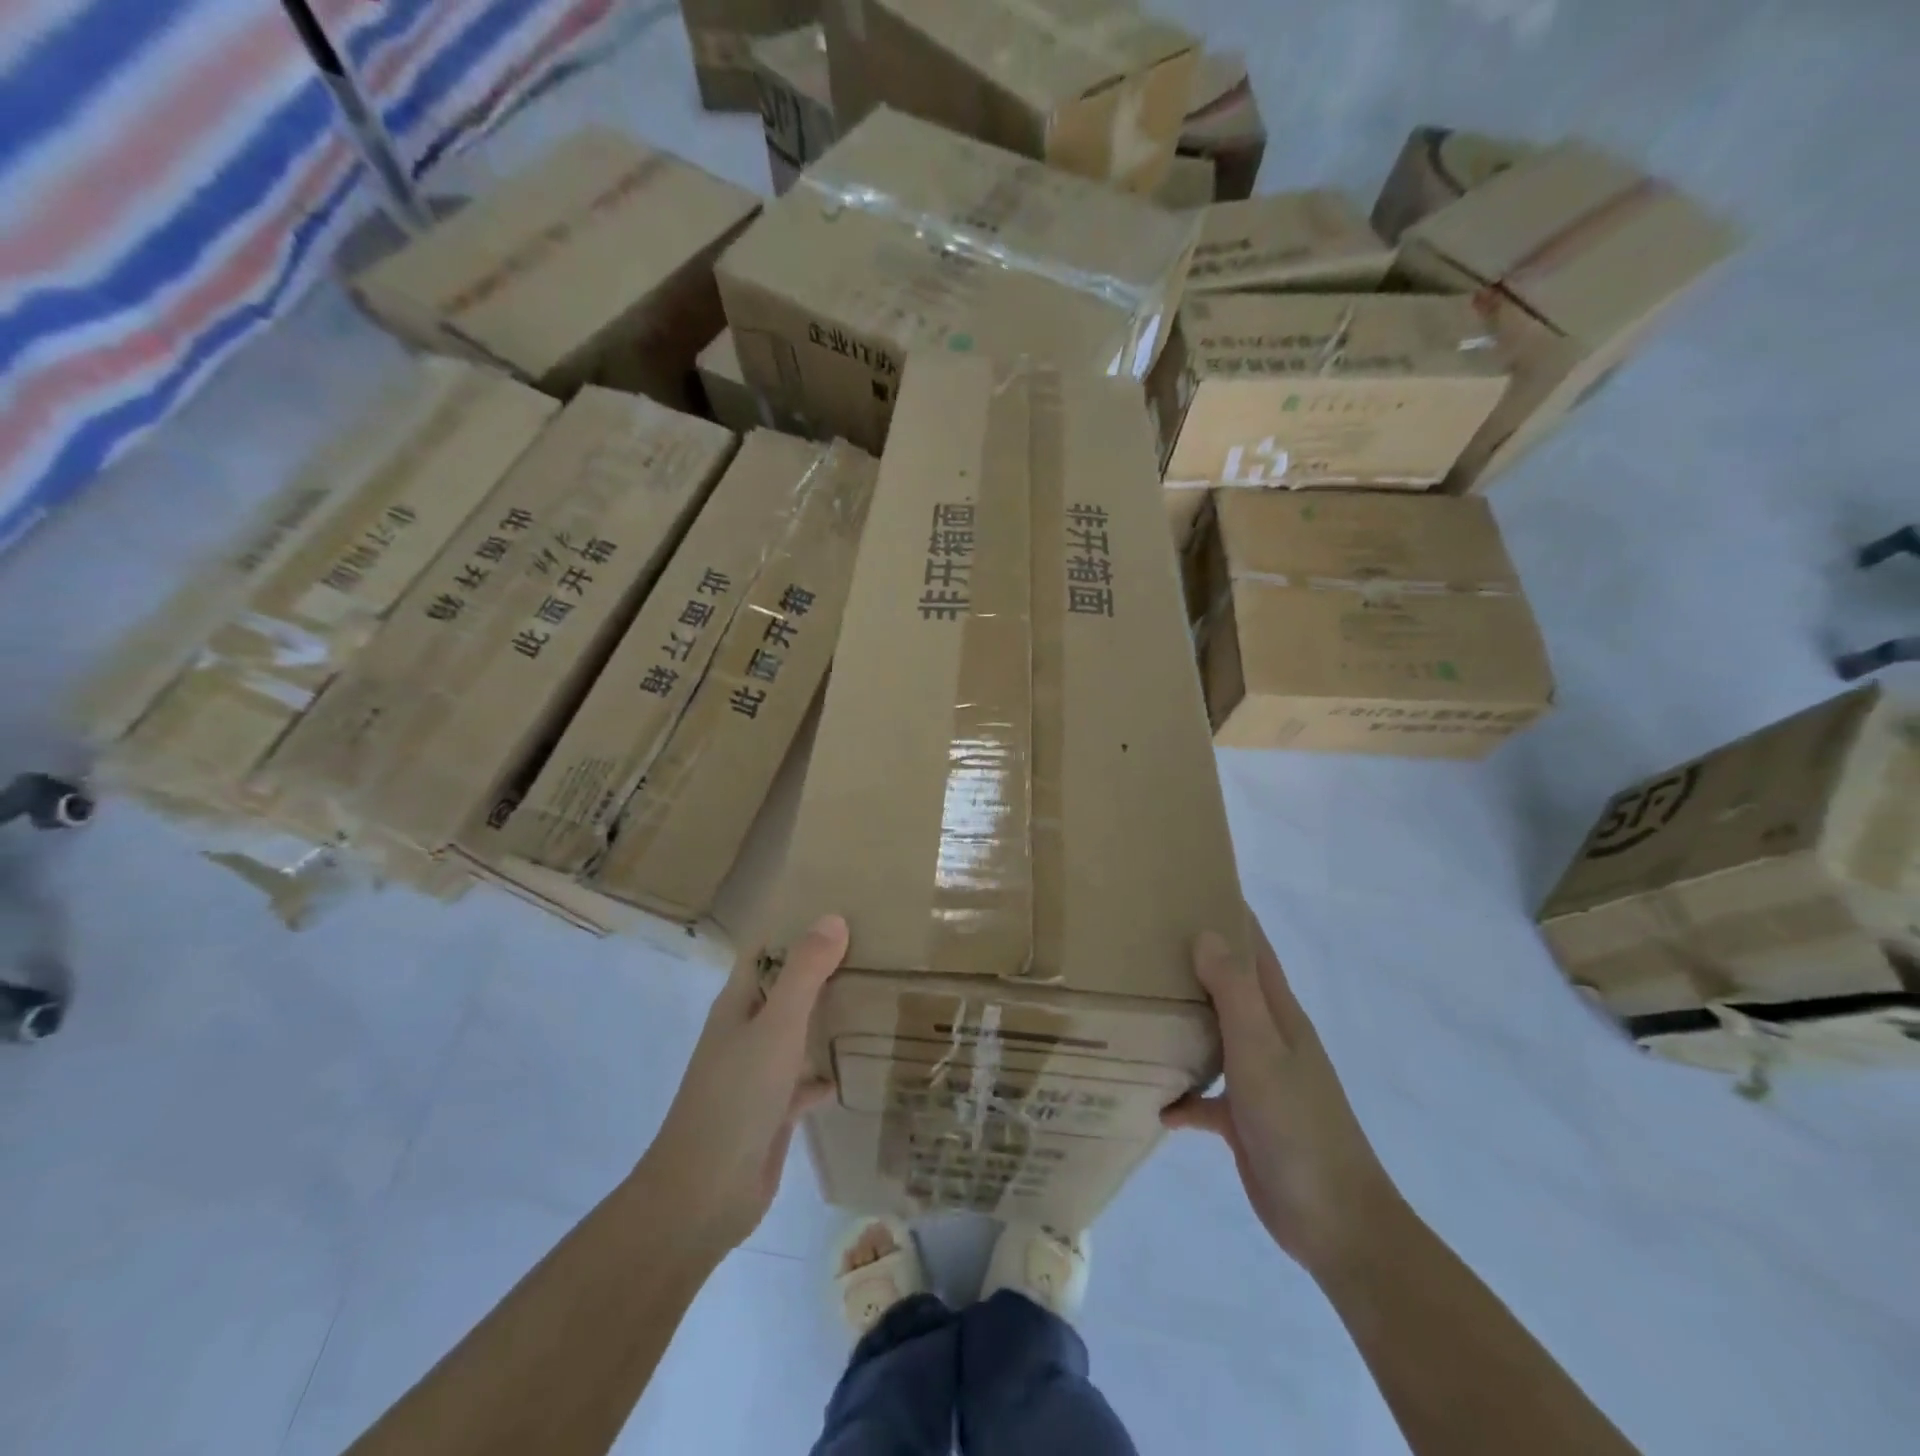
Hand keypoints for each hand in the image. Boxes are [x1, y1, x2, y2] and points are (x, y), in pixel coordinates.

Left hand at [639, 914, 848, 1253]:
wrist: (704, 1195)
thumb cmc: (736, 1097)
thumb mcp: (776, 1025)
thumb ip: (805, 973)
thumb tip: (832, 918)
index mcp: (738, 1004)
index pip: (765, 951)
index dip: (795, 928)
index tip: (841, 909)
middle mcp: (746, 1032)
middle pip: (785, 989)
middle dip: (821, 971)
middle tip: (875, 949)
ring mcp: (757, 1073)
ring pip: (797, 1033)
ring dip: (827, 1019)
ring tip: (876, 999)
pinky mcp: (772, 1111)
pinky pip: (805, 1080)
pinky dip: (827, 1072)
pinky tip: (860, 1068)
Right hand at [1163, 915, 1399, 1276]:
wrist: (1334, 1221)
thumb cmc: (1298, 1124)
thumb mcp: (1262, 1050)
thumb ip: (1234, 992)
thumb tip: (1205, 933)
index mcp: (1278, 1015)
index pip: (1253, 950)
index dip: (1229, 916)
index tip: (1188, 889)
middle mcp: (1268, 1039)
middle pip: (1228, 987)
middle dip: (1192, 962)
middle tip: (1141, 941)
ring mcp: (1257, 1079)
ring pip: (1213, 1036)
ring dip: (1182, 1022)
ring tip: (1134, 1004)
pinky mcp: (1243, 1120)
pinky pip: (1204, 1097)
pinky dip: (1180, 1093)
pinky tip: (1150, 1097)